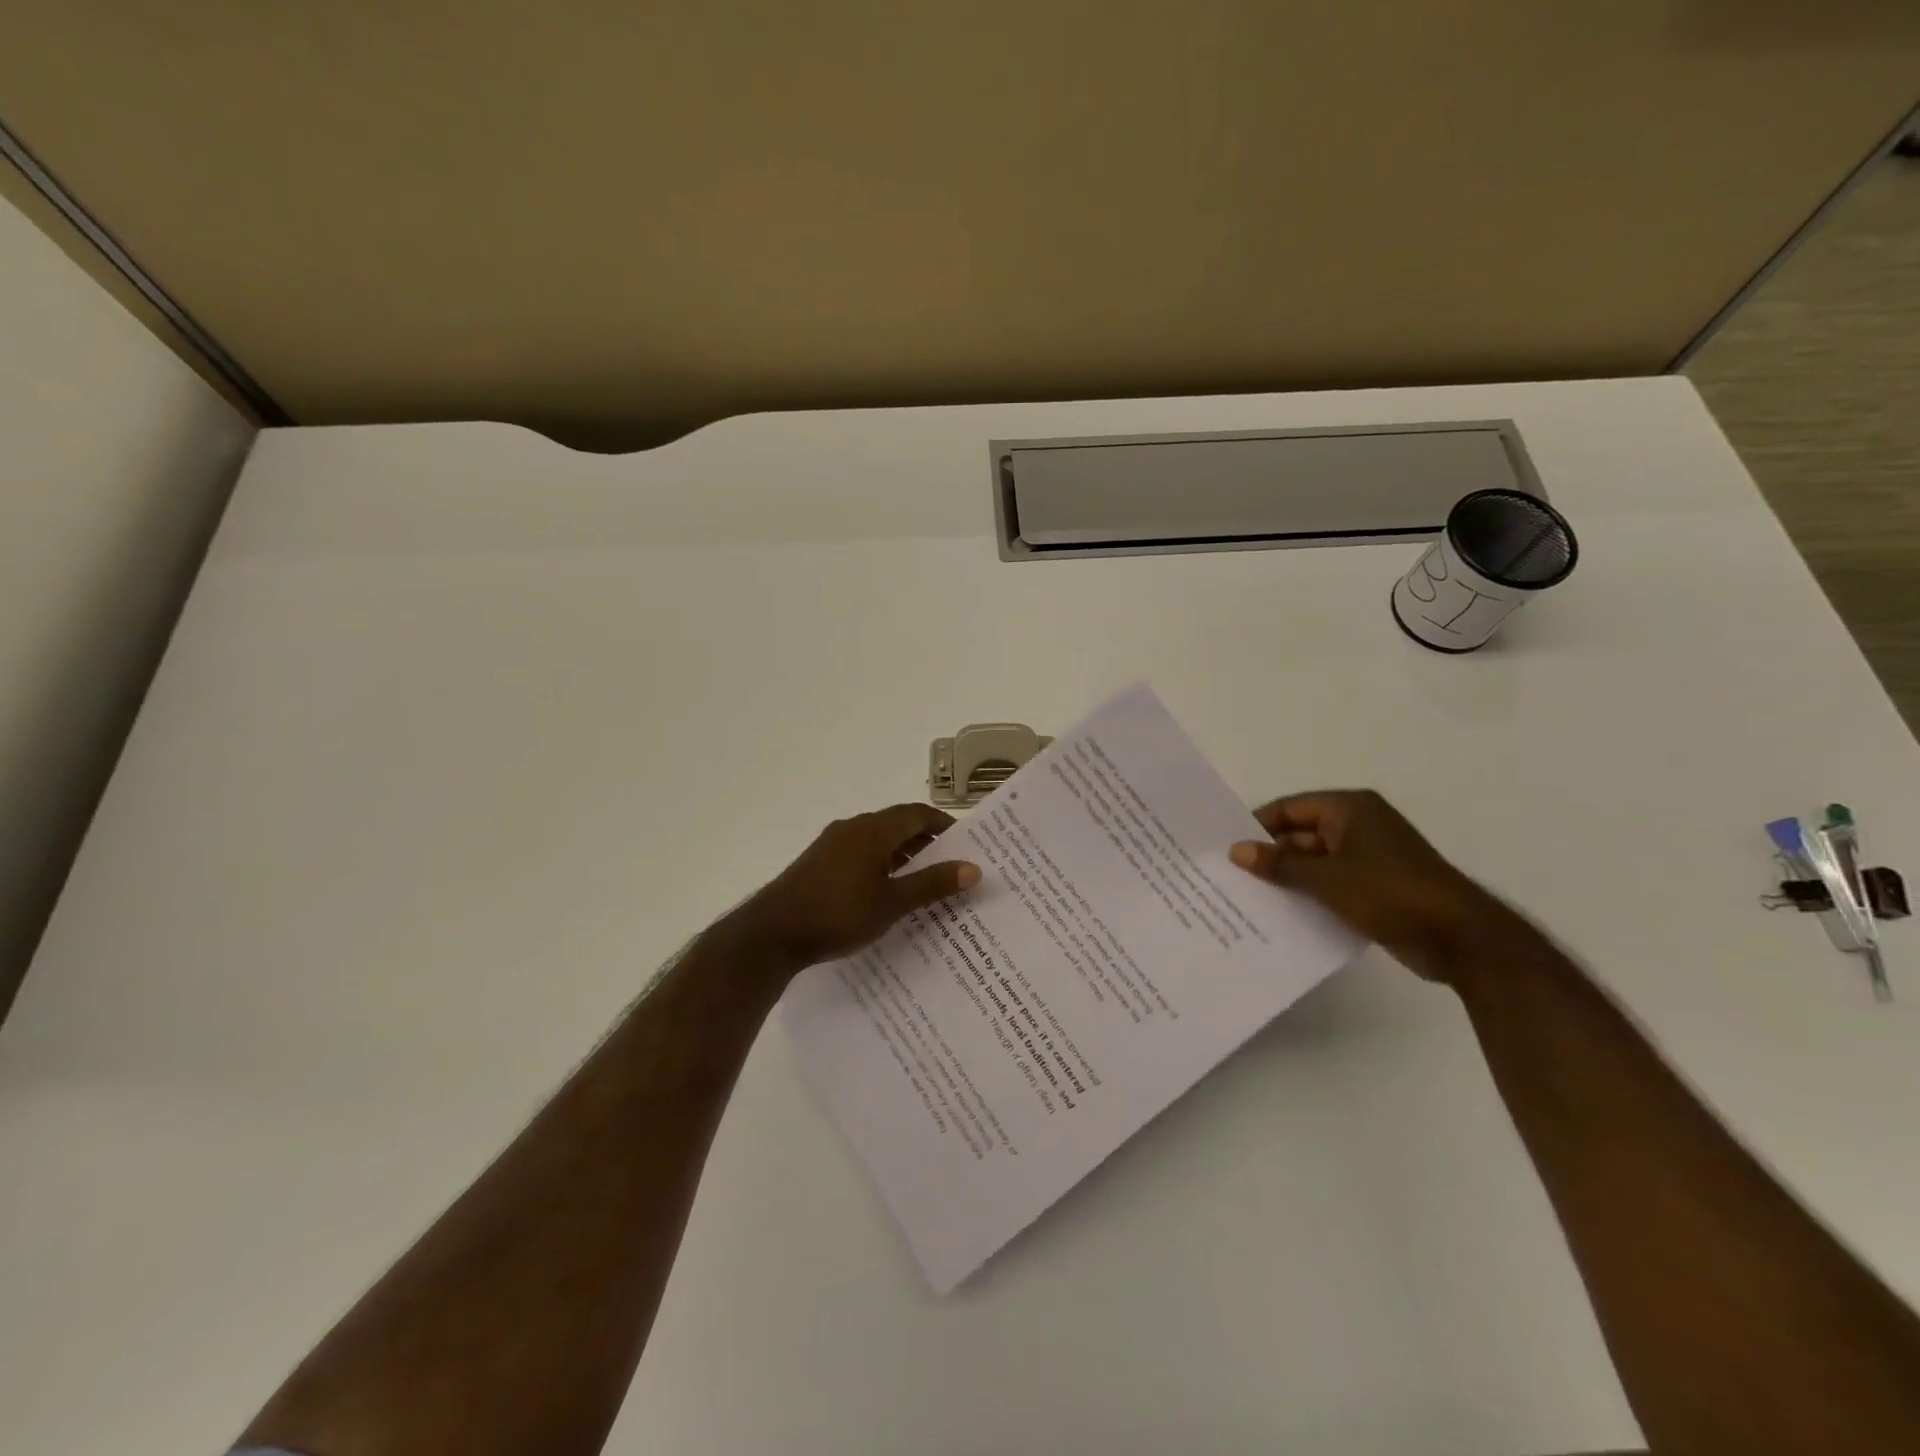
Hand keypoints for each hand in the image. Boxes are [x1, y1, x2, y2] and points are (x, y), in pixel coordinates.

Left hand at [735, 804, 981, 970]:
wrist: (772, 933)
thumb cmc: (838, 913)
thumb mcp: (892, 902)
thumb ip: (932, 884)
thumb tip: (973, 869)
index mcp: (873, 829)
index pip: (917, 814)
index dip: (943, 825)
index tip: (965, 845)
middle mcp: (852, 828)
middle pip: (897, 825)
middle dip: (926, 843)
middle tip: (950, 867)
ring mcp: (832, 845)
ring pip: (877, 841)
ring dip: (902, 855)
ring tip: (924, 883)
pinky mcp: (818, 864)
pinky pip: (860, 854)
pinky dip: (881, 865)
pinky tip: (886, 894)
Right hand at [1228, 790, 1509, 982]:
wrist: (1462, 940)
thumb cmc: (1389, 893)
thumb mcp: (1326, 879)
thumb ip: (1279, 864)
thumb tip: (1236, 851)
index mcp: (1350, 809)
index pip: (1289, 808)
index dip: (1257, 826)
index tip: (1226, 847)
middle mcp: (1359, 825)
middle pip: (1300, 834)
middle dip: (1270, 856)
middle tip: (1230, 876)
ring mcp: (1370, 857)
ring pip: (1315, 862)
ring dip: (1288, 878)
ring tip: (1247, 897)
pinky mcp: (1376, 886)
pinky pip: (1331, 883)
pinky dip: (1309, 894)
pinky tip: (1281, 914)